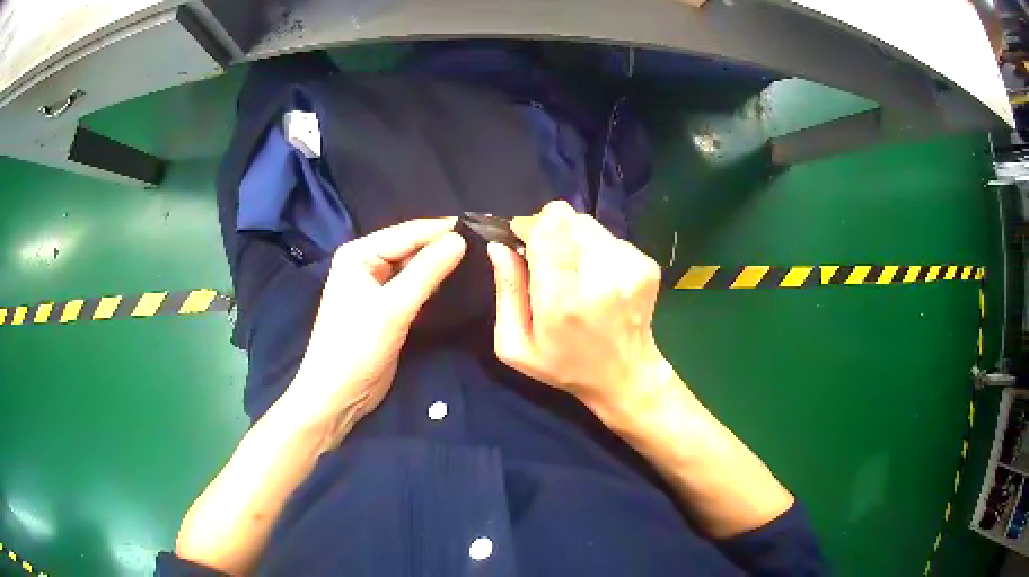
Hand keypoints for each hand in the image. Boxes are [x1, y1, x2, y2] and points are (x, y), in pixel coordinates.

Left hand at [286, 218, 465, 436]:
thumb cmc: (357, 348)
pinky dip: (434, 287)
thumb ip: (427, 271)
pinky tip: (459, 286)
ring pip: (415, 268)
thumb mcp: (393, 308)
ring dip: (442, 267)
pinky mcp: (386, 308)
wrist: (338, 395)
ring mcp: (376, 286)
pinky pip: (414, 288)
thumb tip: (460, 239)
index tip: (484, 228)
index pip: (408, 232)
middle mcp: (366, 263)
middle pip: (412, 247)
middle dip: (444, 247)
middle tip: (487, 246)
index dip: (444, 229)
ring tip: (481, 261)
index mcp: (359, 253)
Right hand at [487, 201, 665, 421]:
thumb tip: (499, 246)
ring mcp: (630, 269)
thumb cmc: (564, 366)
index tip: (523, 238)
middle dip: (551, 230)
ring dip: (573, 239)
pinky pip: (609, 237)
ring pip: (589, 225)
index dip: (532, 225)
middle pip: (569, 220)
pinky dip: (596, 250)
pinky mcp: (646, 265)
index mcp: (564, 302)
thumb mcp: (516, 346)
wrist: (626, 376)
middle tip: (547, 258)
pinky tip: (596, 277)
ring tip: (573, 272)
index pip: (549, 229)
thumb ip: (506, 292)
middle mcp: (602, 278)